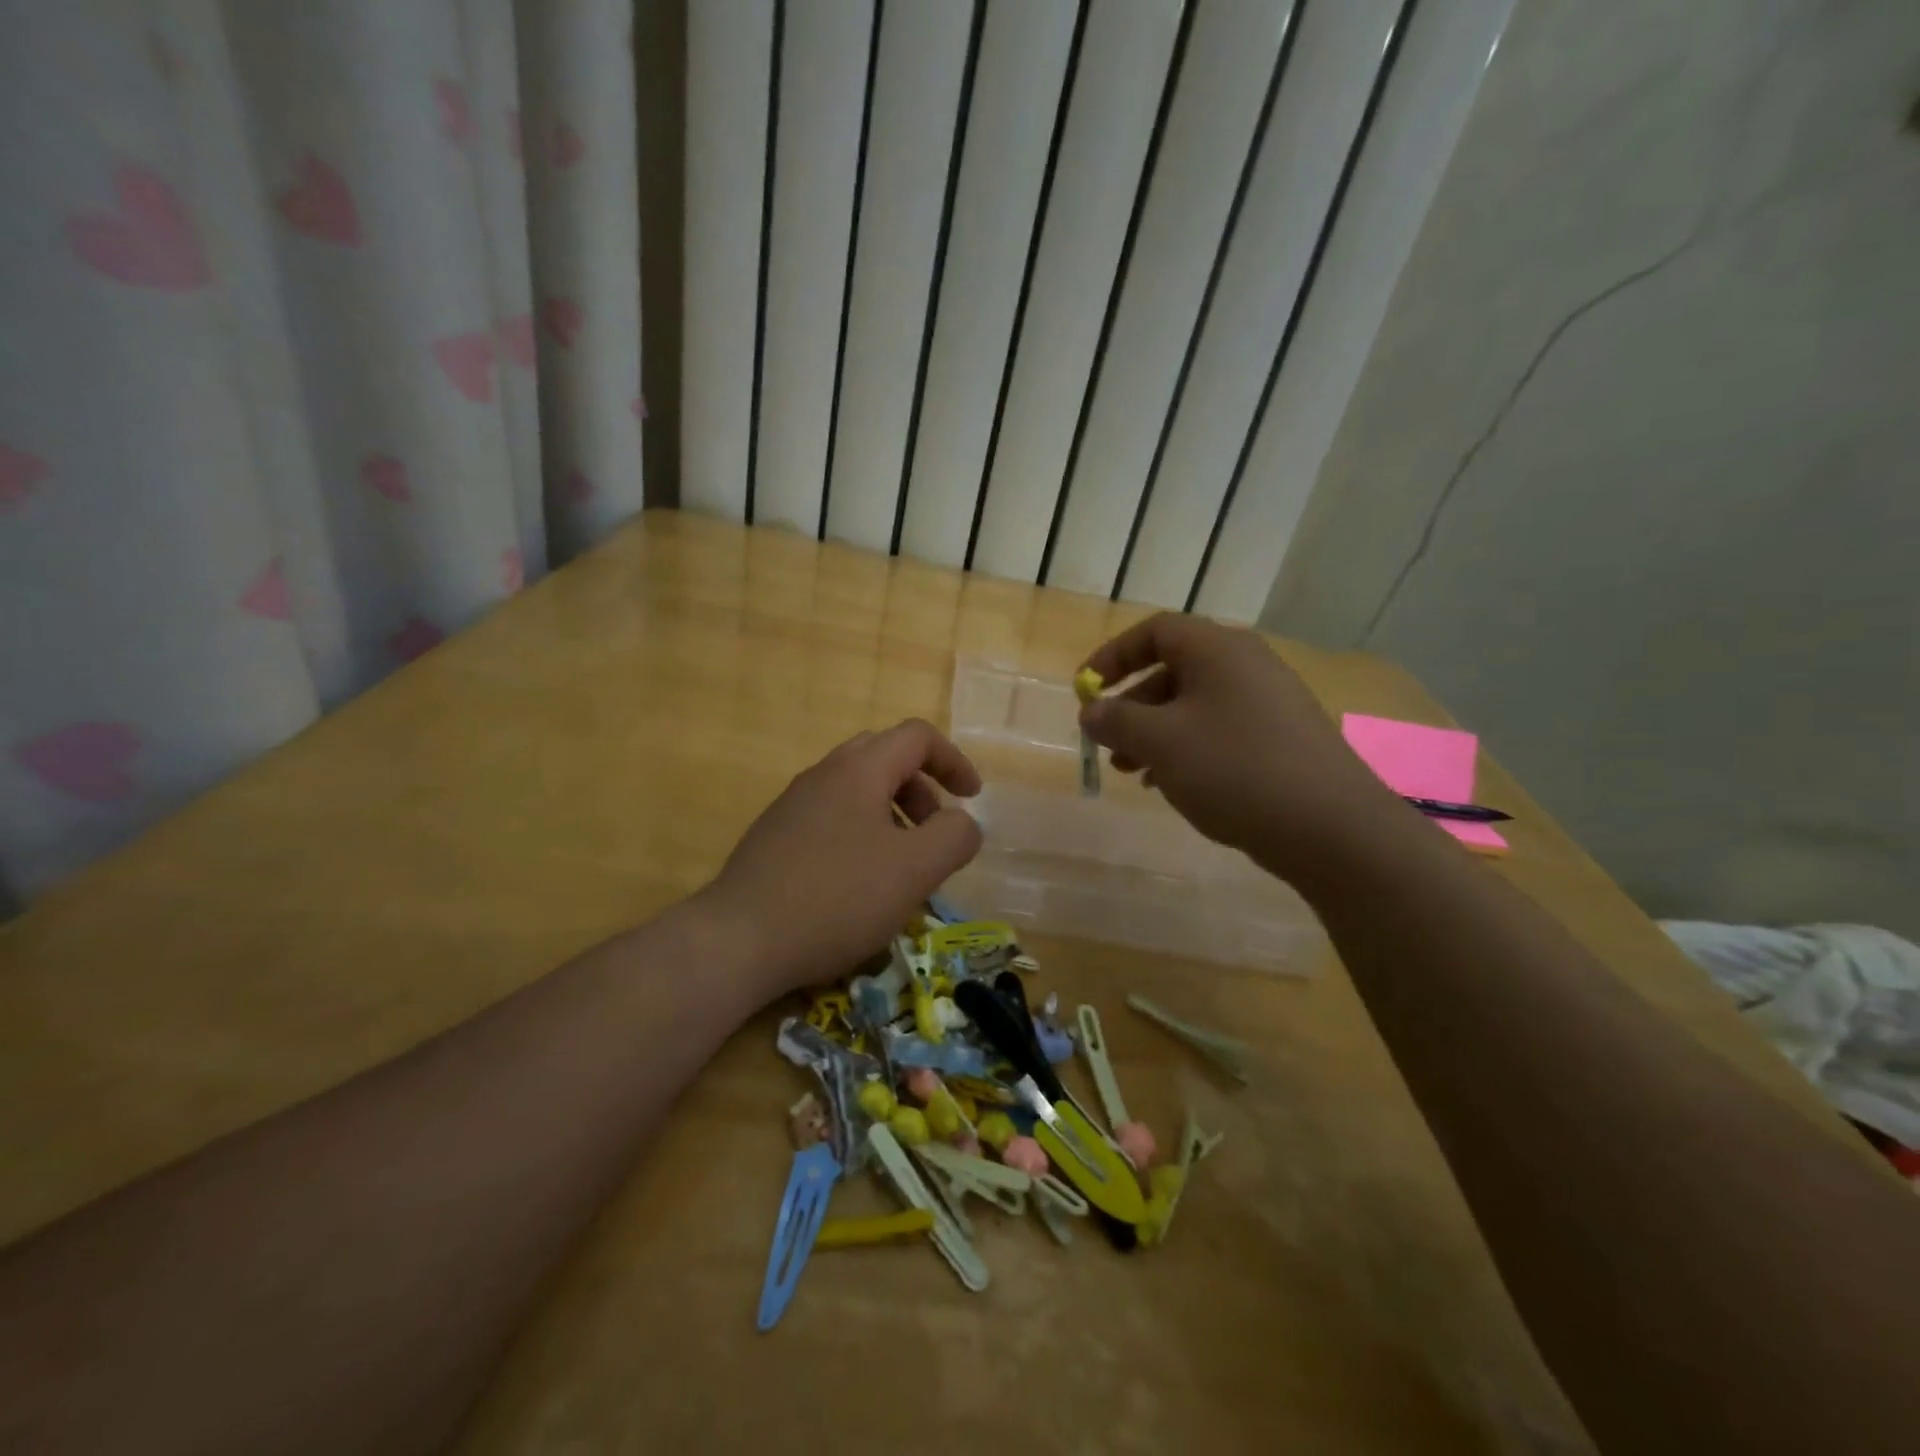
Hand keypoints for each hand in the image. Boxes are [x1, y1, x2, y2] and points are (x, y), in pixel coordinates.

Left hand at [704, 719, 983, 993]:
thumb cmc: (837, 897)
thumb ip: (954, 837)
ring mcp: (794, 805)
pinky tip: (860, 884)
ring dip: (893, 814)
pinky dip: (862, 834)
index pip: (917, 736)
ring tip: (902, 865)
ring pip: (857, 790)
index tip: (973, 799)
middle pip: (886, 757)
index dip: (954, 761)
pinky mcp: (776, 837)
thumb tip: (963, 823)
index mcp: (859, 769)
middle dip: (922, 788)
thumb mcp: (914, 869)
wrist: (739, 940)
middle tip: (935, 831)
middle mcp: (823, 775)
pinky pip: (832, 818)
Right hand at [1079, 614, 1399, 877]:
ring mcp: (1269, 702)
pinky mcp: (1281, 738)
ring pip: (1195, 705)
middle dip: (1132, 704)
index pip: (1154, 631)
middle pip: (1173, 669)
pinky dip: (1187, 749)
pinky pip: (1220, 730)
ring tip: (1131, 771)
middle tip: (1107, 740)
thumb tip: (1092, 711)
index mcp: (1217, 650)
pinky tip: (1171, 784)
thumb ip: (1117, 720)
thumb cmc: (1234, 769)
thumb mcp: (1160, 742)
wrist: (1330, 827)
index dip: (1112, 656)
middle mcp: (1246, 665)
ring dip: (1155, 732)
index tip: (1085, 689)